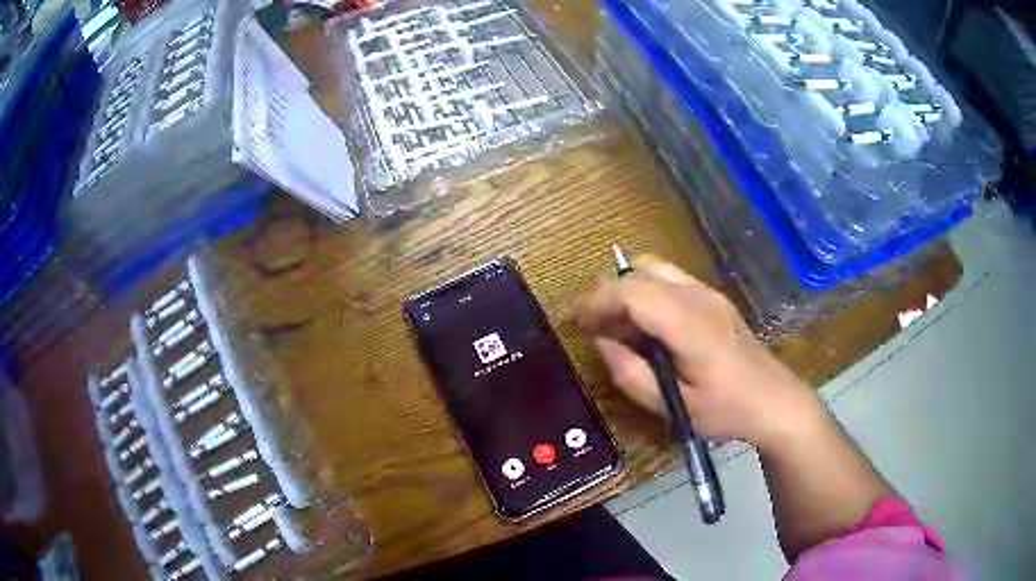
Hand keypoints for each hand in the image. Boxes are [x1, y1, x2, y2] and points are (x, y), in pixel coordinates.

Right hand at [575, 256, 825, 451]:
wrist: (775, 400)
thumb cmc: (727, 410)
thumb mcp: (675, 407)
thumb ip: (631, 375)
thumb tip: (601, 344)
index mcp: (691, 325)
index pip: (633, 291)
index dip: (597, 301)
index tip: (576, 323)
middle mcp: (699, 297)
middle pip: (640, 269)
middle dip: (607, 291)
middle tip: (592, 325)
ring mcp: (709, 292)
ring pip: (655, 268)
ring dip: (626, 288)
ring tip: (615, 324)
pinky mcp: (713, 297)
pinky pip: (669, 279)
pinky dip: (645, 291)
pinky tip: (645, 325)